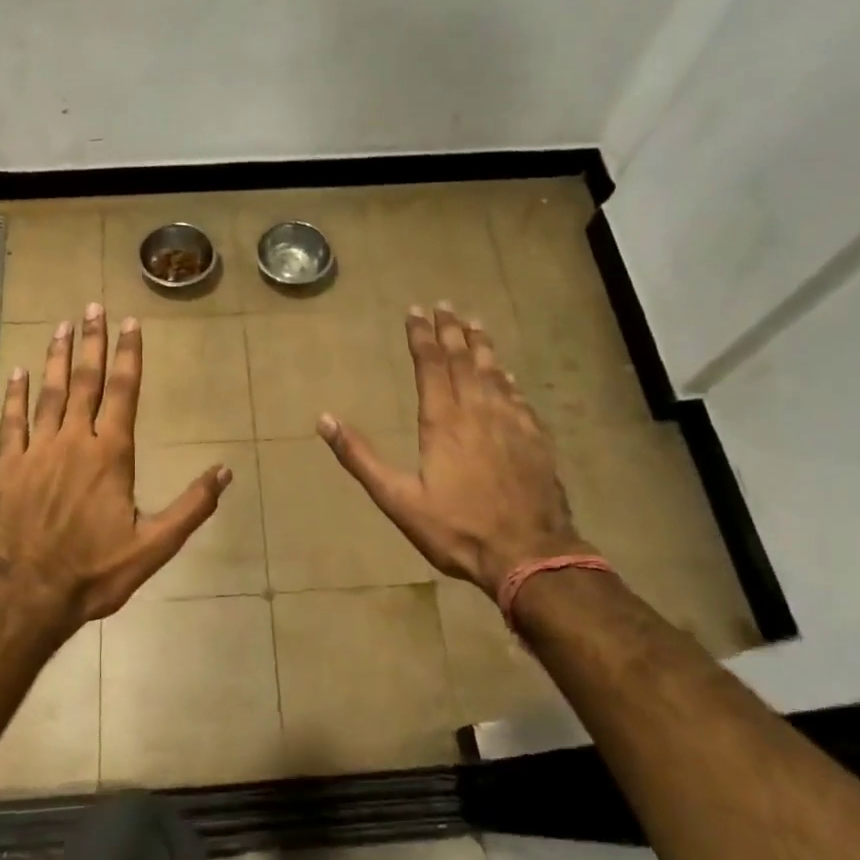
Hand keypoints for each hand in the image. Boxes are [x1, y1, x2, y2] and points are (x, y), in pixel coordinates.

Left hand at [0, 304, 230, 627]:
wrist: (28, 595)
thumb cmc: (96, 571)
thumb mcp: (155, 546)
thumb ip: (192, 506)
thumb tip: (225, 470)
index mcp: (111, 455)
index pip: (124, 392)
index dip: (129, 356)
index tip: (130, 324)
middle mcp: (74, 441)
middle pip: (84, 381)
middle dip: (91, 343)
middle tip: (92, 307)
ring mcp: (37, 451)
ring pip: (48, 393)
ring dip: (55, 358)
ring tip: (61, 326)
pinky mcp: (8, 467)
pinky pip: (12, 421)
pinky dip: (15, 395)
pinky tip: (16, 372)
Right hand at [319, 304, 587, 597]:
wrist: (528, 554)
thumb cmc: (457, 528)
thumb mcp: (398, 499)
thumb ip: (361, 457)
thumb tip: (324, 419)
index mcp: (443, 421)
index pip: (431, 365)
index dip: (421, 336)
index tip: (415, 311)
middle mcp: (478, 411)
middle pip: (464, 360)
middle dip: (451, 330)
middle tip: (445, 306)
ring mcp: (512, 423)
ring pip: (494, 373)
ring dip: (482, 346)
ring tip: (475, 324)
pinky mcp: (535, 439)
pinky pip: (518, 397)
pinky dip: (508, 379)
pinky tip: (507, 374)